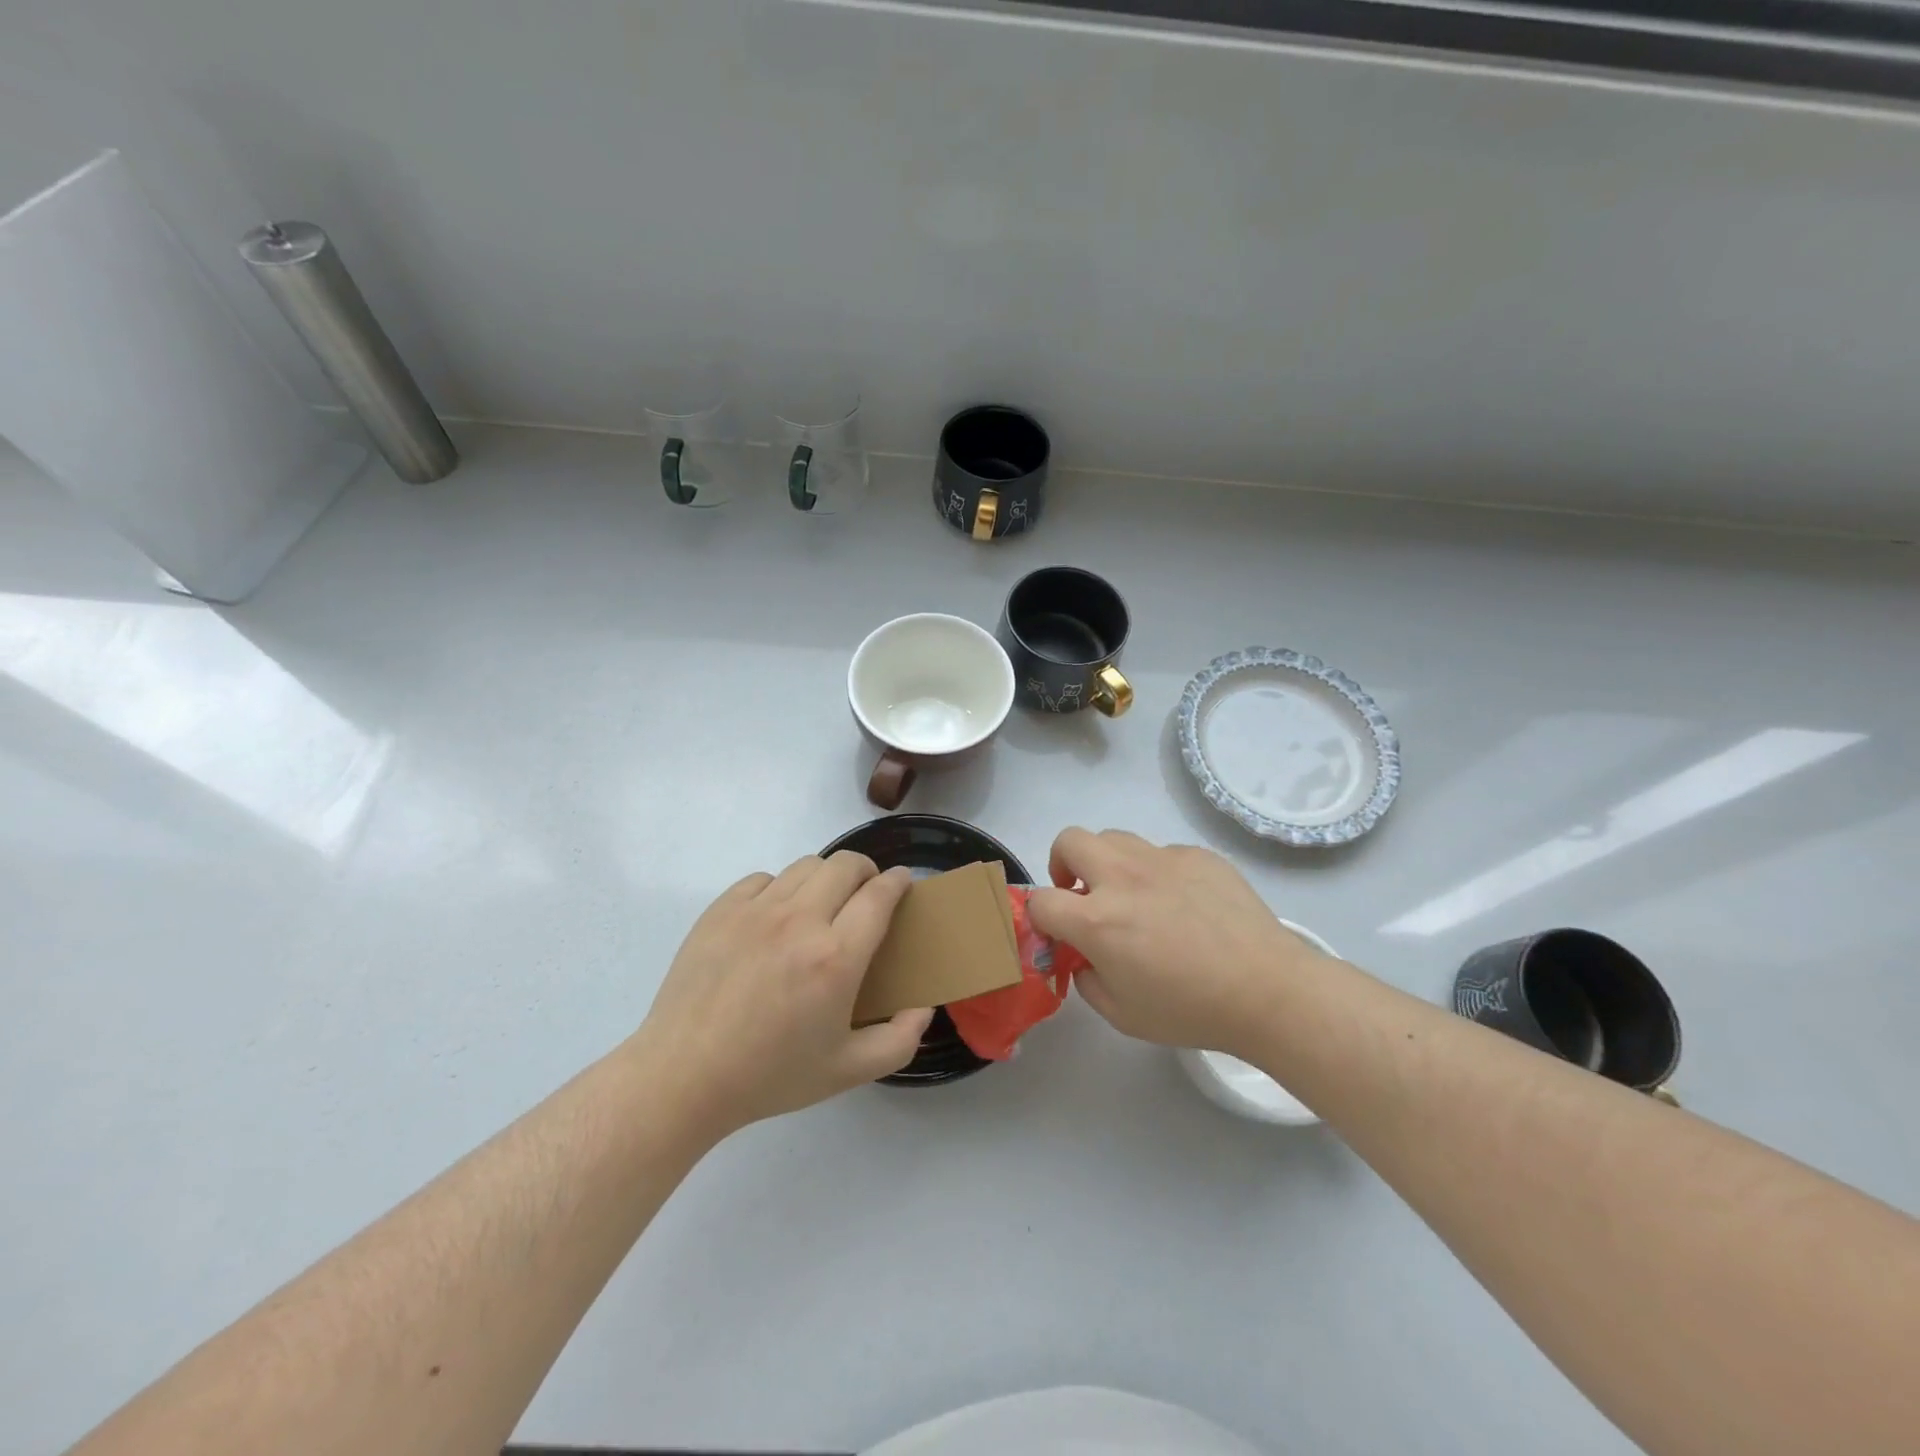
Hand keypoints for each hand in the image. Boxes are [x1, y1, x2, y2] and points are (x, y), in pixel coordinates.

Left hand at [631, 853, 930, 1136]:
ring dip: (825, 878)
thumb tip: (922, 1006)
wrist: (684, 1077)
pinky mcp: (721, 910)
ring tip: (821, 905)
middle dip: (866, 872)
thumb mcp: (848, 1072)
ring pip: (806, 866)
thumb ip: (899, 1040)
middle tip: (865, 895)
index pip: (879, 895)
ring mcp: (756, 910)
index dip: (898, 881)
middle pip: (846, 864)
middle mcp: (800, 921)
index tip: (903, 883)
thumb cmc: (770, 1076)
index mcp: (836, 958)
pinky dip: (780, 889)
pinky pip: (763, 878)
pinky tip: (775, 918)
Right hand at [1027, 828, 1334, 1057]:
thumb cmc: (1191, 1010)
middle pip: (1069, 841)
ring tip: (1132, 895)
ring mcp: (1163, 860)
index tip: (1055, 930)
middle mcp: (1122, 878)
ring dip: (1108, 863)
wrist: (1268, 990)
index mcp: (1098, 920)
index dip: (1039, 916)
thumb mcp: (1122, 1015)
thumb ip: (1086, 980)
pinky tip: (1184, 905)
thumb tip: (1083, 957)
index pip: (1040, 900)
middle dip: (1062, 864)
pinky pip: (1162, 853)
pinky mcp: (1197, 855)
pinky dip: (1157, 873)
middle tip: (1082, 893)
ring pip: (1114, 838)